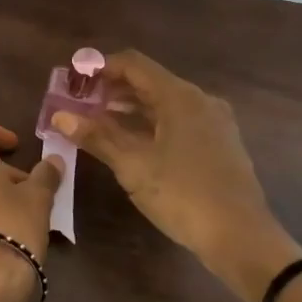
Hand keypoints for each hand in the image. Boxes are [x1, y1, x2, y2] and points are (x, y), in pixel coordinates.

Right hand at [52, 51, 301, 301]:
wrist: (240, 237)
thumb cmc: (183, 195)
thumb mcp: (133, 165)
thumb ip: (97, 136)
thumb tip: (60, 116)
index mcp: (180, 97)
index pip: (134, 64)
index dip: (100, 66)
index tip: (73, 79)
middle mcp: (200, 101)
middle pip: (149, 82)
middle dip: (112, 89)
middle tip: (80, 102)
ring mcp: (213, 123)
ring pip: (164, 104)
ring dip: (129, 108)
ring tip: (97, 122)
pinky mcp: (219, 145)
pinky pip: (177, 122)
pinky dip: (150, 124)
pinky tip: (132, 143)